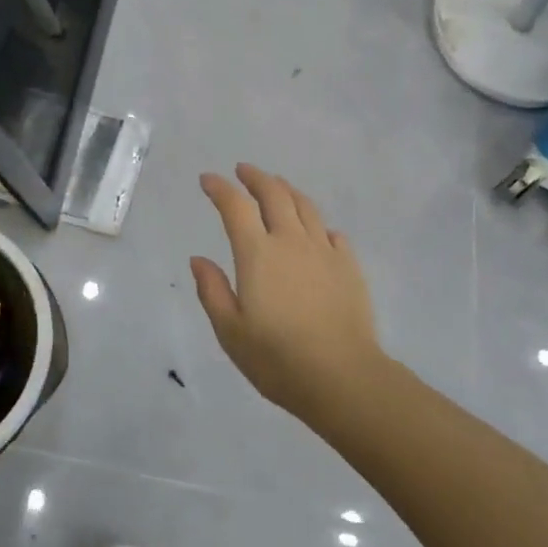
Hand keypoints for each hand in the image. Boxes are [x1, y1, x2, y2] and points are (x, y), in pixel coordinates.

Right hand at [191, 165, 386, 419]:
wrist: (342, 376)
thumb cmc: (277, 358)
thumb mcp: (230, 331)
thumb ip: (213, 290)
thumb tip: (198, 259)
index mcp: (258, 254)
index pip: (235, 207)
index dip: (220, 188)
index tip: (208, 180)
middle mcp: (291, 241)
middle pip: (274, 194)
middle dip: (255, 177)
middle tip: (243, 171)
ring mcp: (324, 251)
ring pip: (305, 206)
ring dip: (286, 190)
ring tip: (277, 186)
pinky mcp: (349, 266)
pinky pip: (332, 232)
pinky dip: (317, 224)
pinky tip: (316, 231)